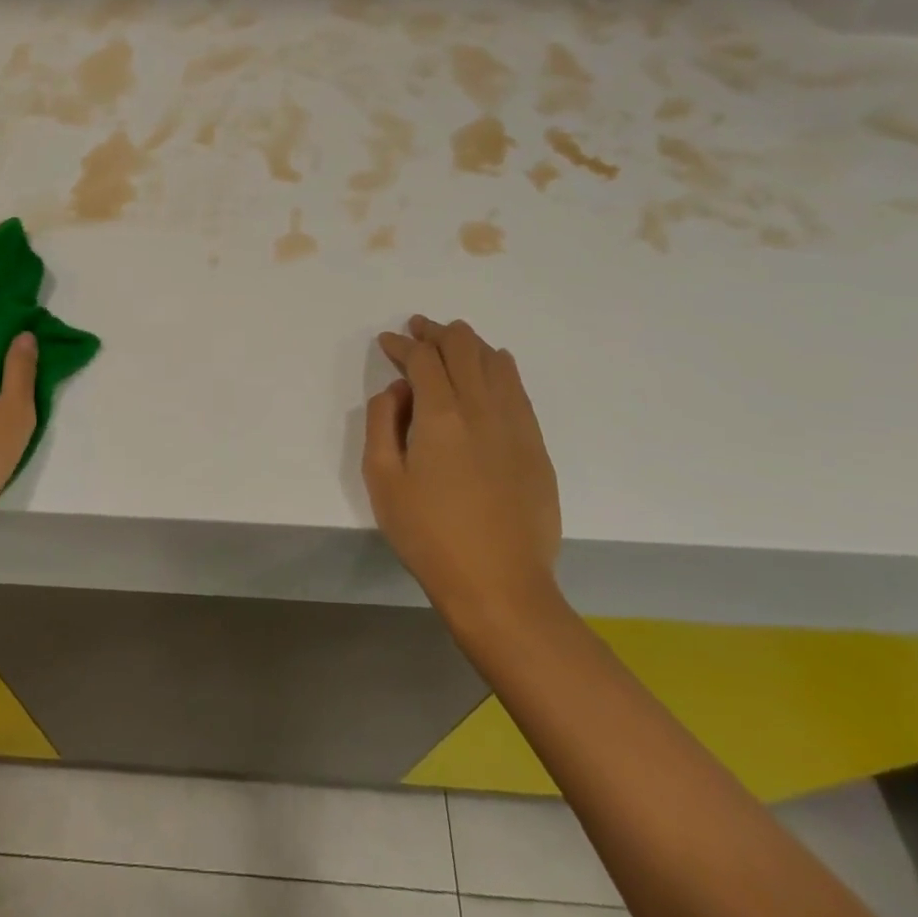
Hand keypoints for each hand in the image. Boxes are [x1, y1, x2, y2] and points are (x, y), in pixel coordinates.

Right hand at [363, 316, 563, 626]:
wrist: (500, 586)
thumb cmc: (430, 535)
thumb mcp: (382, 480)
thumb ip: (382, 422)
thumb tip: (398, 389)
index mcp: (441, 415)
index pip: (422, 358)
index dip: (402, 344)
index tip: (388, 342)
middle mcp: (482, 407)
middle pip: (463, 346)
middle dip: (436, 332)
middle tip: (416, 331)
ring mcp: (516, 424)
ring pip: (495, 360)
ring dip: (468, 344)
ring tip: (449, 345)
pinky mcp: (536, 443)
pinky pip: (517, 387)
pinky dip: (497, 367)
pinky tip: (488, 370)